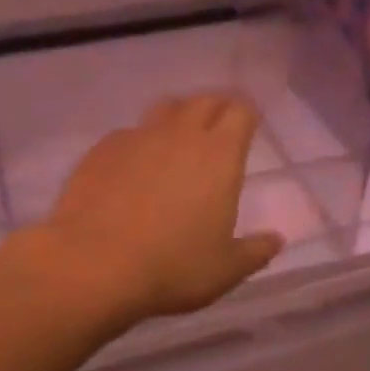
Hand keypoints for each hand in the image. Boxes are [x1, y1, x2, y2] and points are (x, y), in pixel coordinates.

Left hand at [41, 93, 284, 324]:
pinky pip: (128, 134)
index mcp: (220, 155)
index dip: (247, 115)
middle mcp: (179, 135)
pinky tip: (134, 170)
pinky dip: (140, 144)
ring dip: (178, 118)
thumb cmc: (173, 267)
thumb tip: (276, 240)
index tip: (249, 127)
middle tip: (219, 130)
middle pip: (203, 101)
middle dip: (216, 108)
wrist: (93, 265)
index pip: (240, 112)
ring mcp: (136, 138)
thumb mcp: (226, 269)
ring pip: (164, 110)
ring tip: (178, 142)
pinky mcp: (100, 151)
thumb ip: (255, 251)